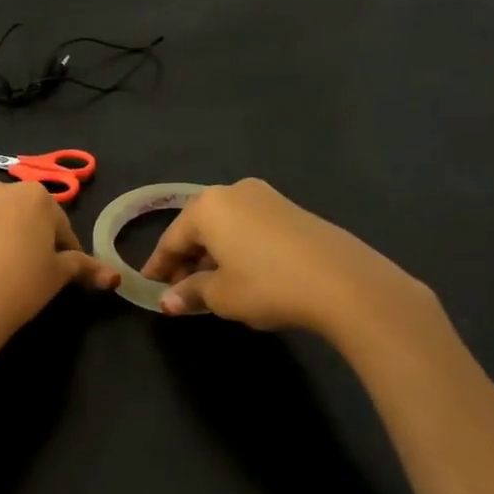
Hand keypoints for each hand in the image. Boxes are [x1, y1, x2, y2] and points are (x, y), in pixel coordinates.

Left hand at [0, 181, 119, 345]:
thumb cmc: (19, 287)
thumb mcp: (58, 277)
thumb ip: (85, 267)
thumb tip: (113, 275)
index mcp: (34, 197)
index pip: (58, 223)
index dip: (63, 248)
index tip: (59, 271)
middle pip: (18, 214)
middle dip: (24, 235)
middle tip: (24, 271)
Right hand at [141, 178, 441, 343]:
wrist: (344, 282)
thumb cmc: (268, 285)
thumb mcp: (221, 295)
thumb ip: (190, 292)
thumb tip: (168, 301)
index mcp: (208, 207)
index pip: (172, 238)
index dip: (158, 266)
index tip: (149, 286)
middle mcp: (233, 192)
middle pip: (199, 228)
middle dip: (187, 259)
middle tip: (180, 289)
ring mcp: (267, 198)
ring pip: (226, 227)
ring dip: (213, 254)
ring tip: (211, 285)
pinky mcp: (293, 210)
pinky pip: (250, 228)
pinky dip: (238, 249)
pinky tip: (243, 273)